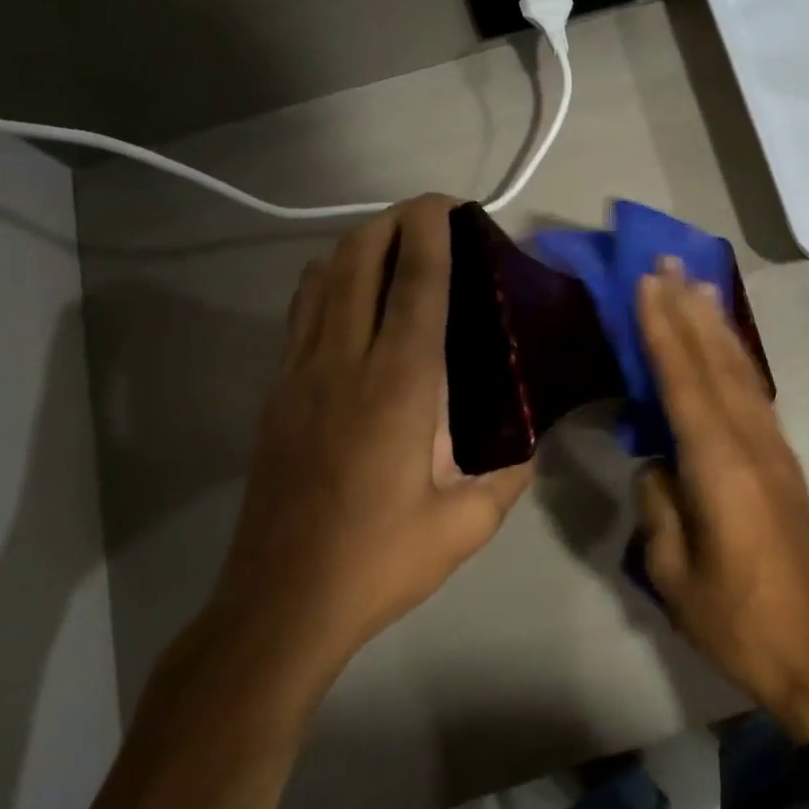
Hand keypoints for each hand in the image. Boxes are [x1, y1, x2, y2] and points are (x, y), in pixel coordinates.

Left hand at [215, 195, 532, 671]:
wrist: (280, 604)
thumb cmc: (379, 561)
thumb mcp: (466, 525)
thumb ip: (509, 475)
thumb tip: (531, 442)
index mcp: (400, 387)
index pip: (417, 285)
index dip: (432, 233)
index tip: (448, 203)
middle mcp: (345, 363)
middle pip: (359, 262)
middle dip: (391, 221)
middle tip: (426, 214)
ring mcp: (300, 374)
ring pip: (322, 280)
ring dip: (356, 245)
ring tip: (390, 241)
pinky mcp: (277, 393)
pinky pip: (301, 313)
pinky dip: (327, 281)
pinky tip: (348, 292)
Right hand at [634, 261, 808, 739]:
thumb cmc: (733, 617)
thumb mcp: (671, 568)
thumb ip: (658, 502)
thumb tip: (657, 460)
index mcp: (719, 465)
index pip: (684, 381)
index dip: (663, 329)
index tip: (647, 283)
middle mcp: (751, 441)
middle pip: (716, 362)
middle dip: (689, 308)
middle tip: (669, 261)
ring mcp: (773, 448)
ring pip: (741, 370)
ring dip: (716, 324)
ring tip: (697, 284)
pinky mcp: (783, 460)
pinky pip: (754, 392)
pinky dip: (737, 357)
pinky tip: (725, 344)